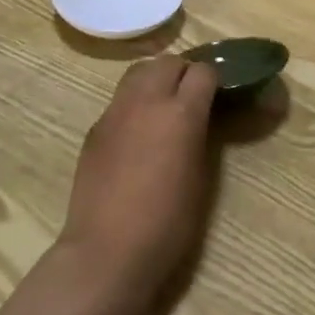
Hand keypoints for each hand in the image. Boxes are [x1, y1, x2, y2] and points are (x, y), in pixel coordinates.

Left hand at [59, 55, 220, 311]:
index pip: (202, 71)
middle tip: (193, 95)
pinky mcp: (95, 129)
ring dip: (156, 79)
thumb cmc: (168, 222)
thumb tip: (202, 118)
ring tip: (164, 105)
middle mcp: (146, 102)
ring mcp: (115, 113)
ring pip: (138, 72)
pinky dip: (135, 103)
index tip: (219, 95)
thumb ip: (201, 134)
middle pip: (168, 62)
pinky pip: (120, 100)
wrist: (107, 251)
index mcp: (181, 113)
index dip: (214, 80)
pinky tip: (139, 132)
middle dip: (184, 71)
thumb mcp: (201, 175)